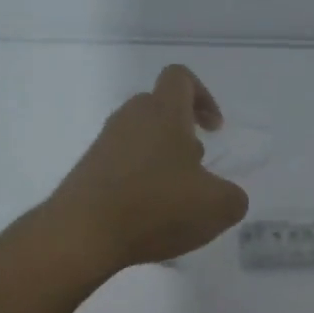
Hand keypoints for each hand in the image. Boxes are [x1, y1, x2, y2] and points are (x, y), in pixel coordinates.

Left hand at [46, 65, 250, 273]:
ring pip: (140, 138)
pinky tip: (147, 217)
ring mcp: (104, 144)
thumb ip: (232, 196)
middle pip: (159, 108)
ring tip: (174, 199)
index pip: (180, 77)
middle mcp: (130, 118)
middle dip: (182, 133)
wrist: (80, 234)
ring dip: (161, 160)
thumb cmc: (155, 207)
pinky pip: (121, 164)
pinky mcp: (87, 170)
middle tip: (196, 168)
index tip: (213, 129)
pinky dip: (138, 181)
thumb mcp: (217, 207)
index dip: (203, 96)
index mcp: (163, 112)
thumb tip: (225, 194)